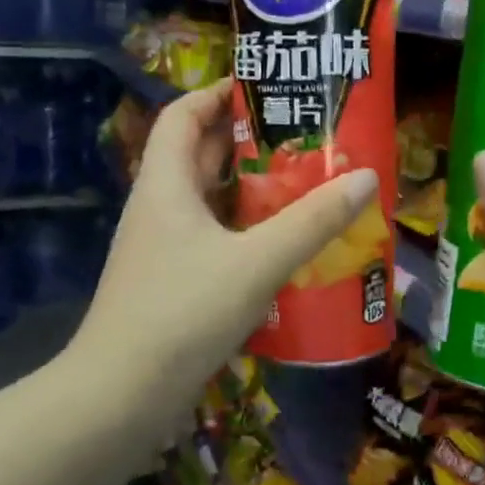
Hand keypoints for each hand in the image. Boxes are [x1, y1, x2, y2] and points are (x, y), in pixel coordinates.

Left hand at [70, 81, 377, 434]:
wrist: (120, 396)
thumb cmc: (183, 313)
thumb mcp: (257, 262)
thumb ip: (312, 222)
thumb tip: (365, 178)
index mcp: (165, 184)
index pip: (182, 115)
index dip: (217, 94)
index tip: (264, 88)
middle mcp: (157, 208)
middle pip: (199, 156)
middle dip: (246, 142)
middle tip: (302, 139)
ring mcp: (160, 249)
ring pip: (208, 202)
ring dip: (249, 192)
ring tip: (302, 187)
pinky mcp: (170, 284)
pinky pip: (211, 241)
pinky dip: (243, 233)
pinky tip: (281, 249)